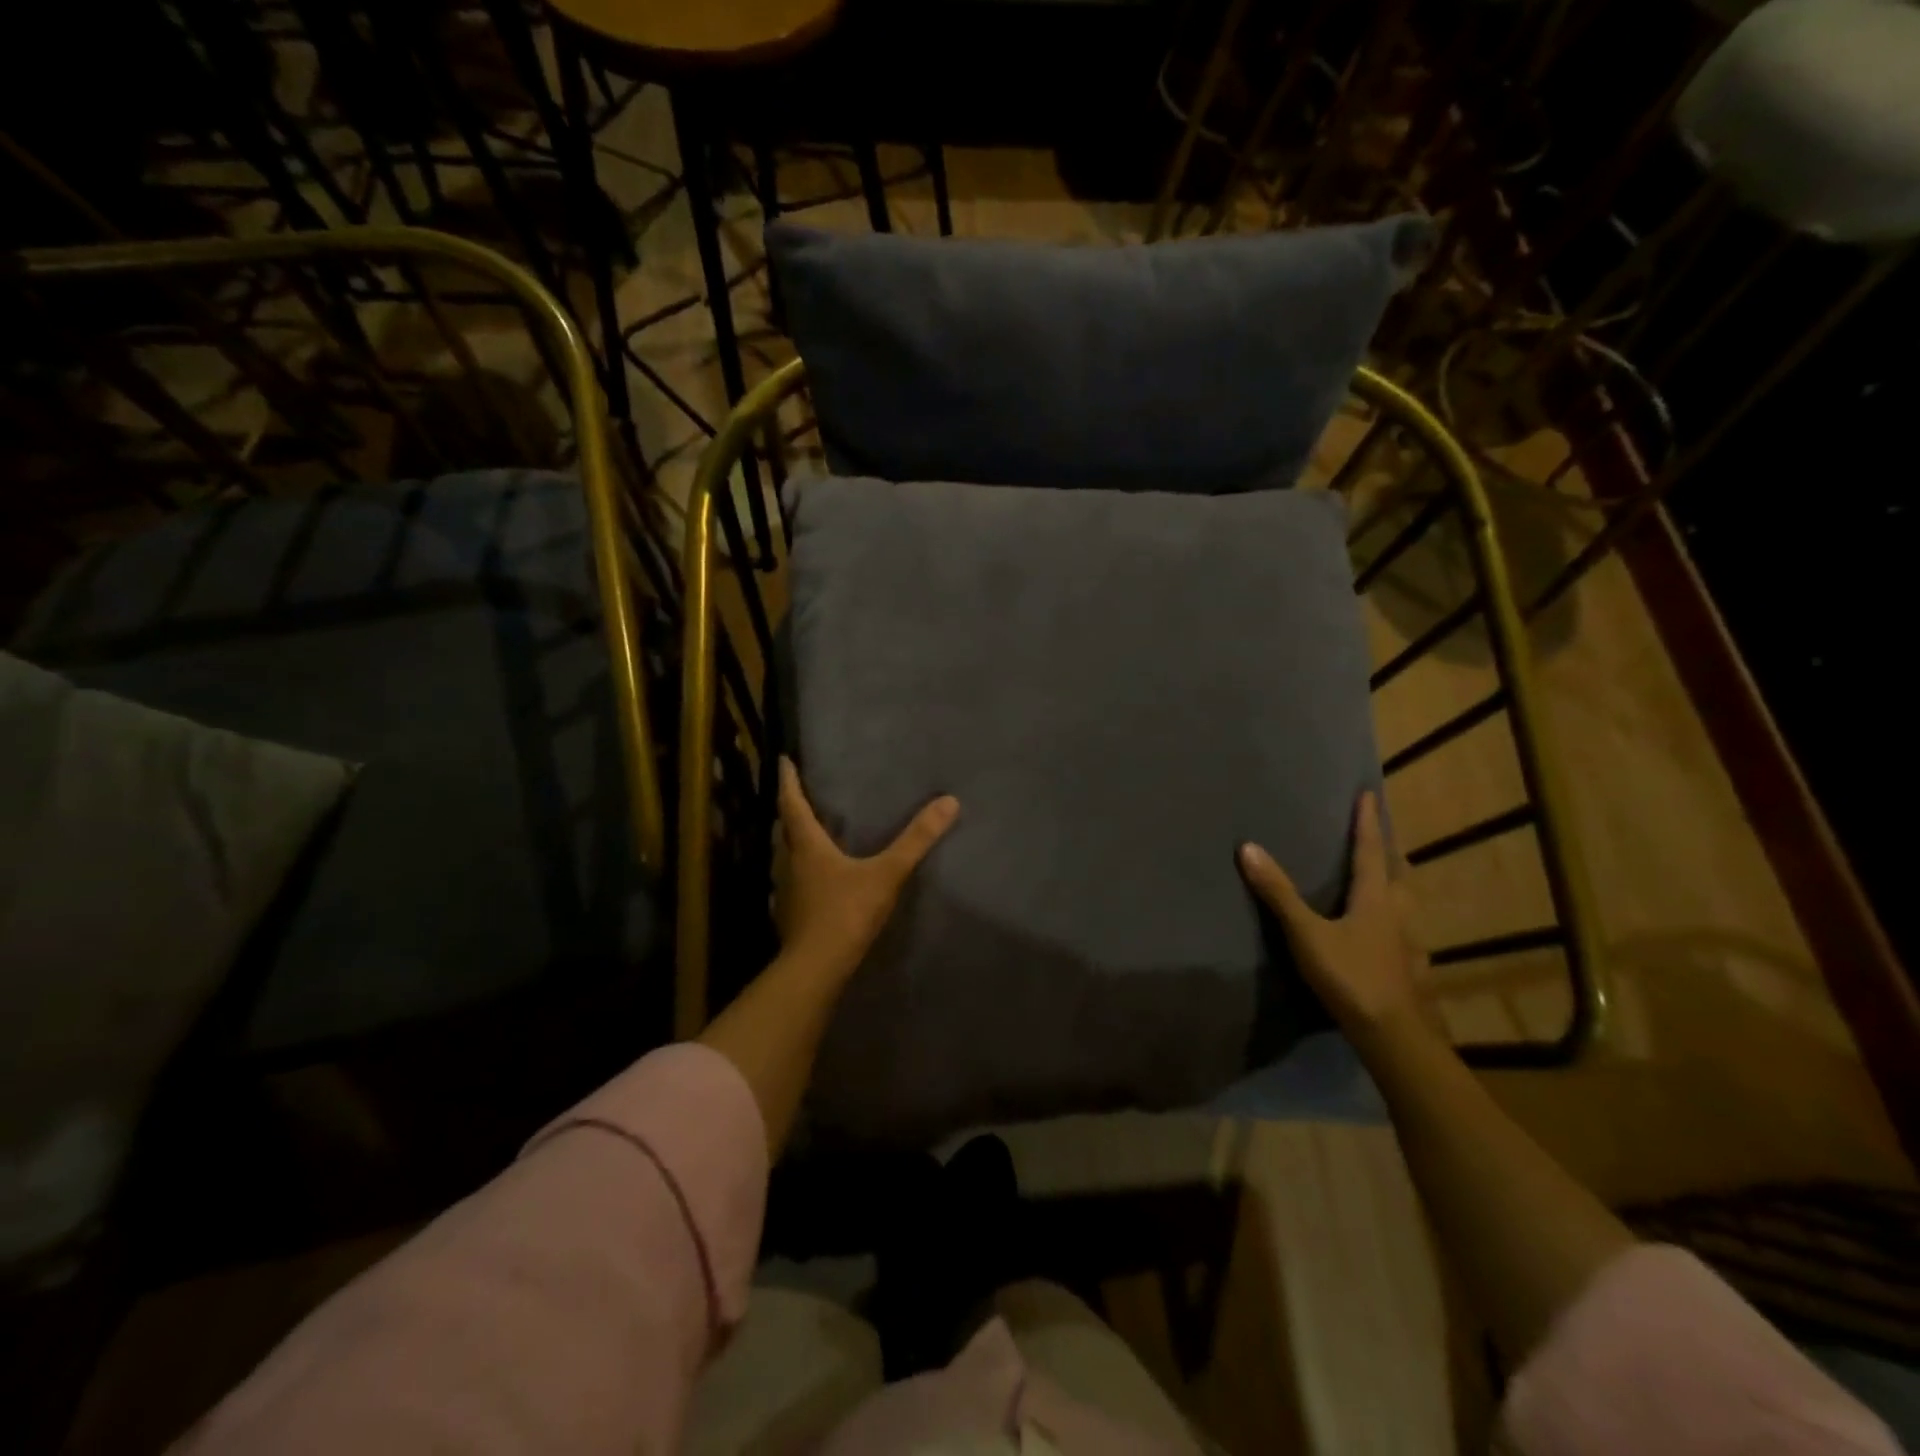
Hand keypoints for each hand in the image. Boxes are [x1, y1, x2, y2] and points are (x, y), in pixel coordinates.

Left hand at [776, 757, 959, 979]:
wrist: (817, 967)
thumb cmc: (846, 912)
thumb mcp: (887, 873)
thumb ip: (916, 840)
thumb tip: (949, 802)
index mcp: (808, 846)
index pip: (793, 804)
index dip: (789, 782)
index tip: (784, 761)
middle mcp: (790, 863)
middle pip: (785, 829)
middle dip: (790, 809)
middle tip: (798, 793)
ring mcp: (787, 891)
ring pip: (786, 855)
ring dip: (793, 839)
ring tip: (808, 830)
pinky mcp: (792, 913)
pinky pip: (794, 880)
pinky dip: (801, 868)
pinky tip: (816, 877)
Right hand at [1238, 791, 1436, 1046]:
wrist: (1393, 1034)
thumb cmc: (1350, 976)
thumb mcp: (1306, 933)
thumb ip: (1278, 893)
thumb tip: (1248, 848)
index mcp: (1375, 898)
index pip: (1370, 850)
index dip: (1367, 822)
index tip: (1368, 794)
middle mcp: (1398, 913)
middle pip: (1396, 872)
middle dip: (1389, 848)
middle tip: (1381, 831)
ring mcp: (1407, 942)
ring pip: (1406, 901)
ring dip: (1396, 881)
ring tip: (1385, 874)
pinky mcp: (1409, 966)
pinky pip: (1404, 929)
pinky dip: (1397, 917)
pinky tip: (1389, 931)